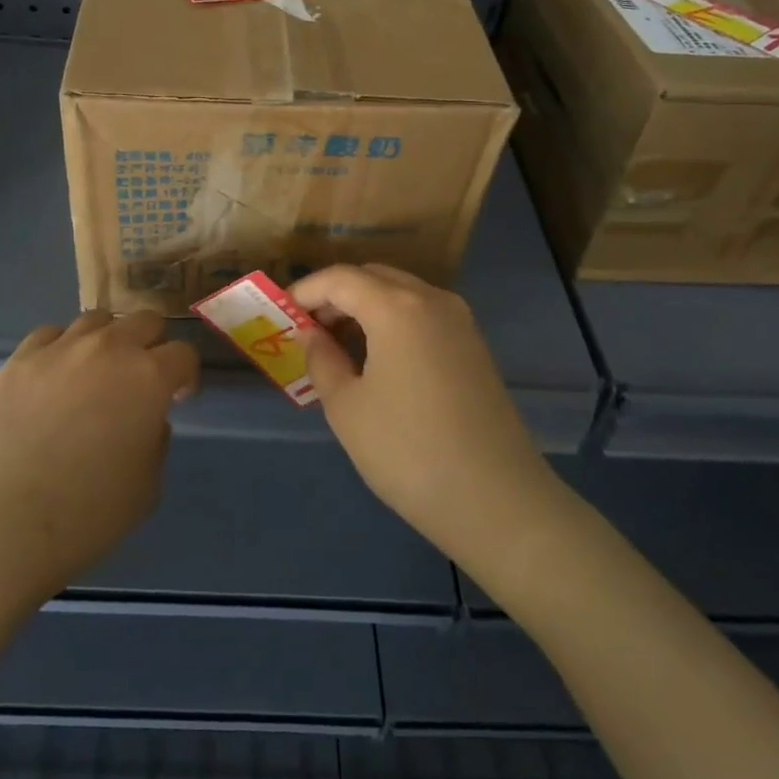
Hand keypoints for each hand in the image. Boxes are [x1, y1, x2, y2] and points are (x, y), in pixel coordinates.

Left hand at [0, 311, 199, 615]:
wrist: (0, 525)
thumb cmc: (86, 515)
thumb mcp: (147, 487)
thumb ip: (156, 440)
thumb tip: (146, 419)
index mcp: (148, 377)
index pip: (183, 354)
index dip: (185, 376)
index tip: (177, 398)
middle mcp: (108, 348)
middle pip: (144, 320)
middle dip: (151, 345)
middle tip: (141, 380)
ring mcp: (59, 349)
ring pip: (96, 320)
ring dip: (107, 341)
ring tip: (95, 374)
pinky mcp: (19, 359)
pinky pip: (50, 335)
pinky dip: (62, 349)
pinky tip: (54, 378)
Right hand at [289, 264, 557, 575]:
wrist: (497, 501)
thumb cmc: (408, 451)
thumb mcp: (347, 408)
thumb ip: (321, 360)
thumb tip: (312, 335)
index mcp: (397, 306)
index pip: (340, 278)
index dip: (305, 291)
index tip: (281, 314)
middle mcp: (432, 300)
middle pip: (373, 277)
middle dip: (335, 296)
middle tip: (308, 330)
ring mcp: (460, 322)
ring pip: (401, 294)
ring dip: (365, 308)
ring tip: (338, 347)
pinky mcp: (474, 346)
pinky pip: (422, 316)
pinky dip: (392, 323)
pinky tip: (378, 360)